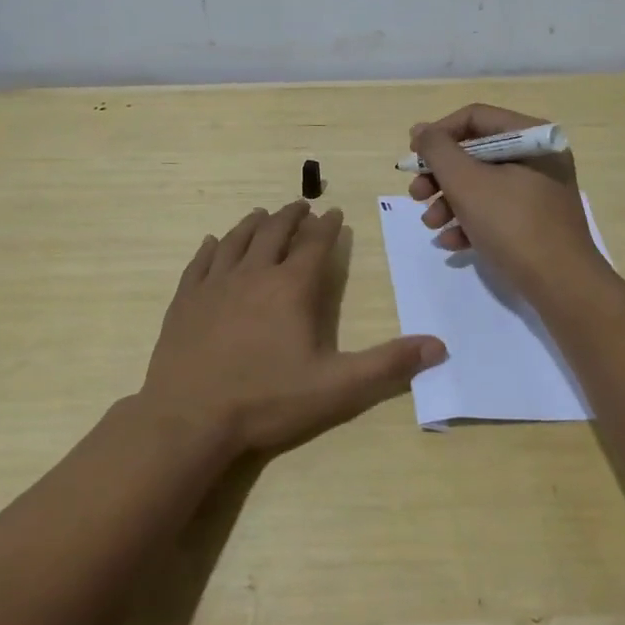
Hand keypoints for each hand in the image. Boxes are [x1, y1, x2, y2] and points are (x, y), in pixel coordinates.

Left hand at [138, 201, 444, 455]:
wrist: (189, 418)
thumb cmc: (266, 400)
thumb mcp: (337, 388)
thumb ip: (388, 364)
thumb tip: (438, 345)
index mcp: (291, 288)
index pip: (315, 245)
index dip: (327, 227)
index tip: (334, 213)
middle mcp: (253, 274)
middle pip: (275, 232)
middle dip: (291, 216)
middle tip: (302, 206)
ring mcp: (214, 285)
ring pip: (237, 240)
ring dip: (254, 224)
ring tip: (263, 213)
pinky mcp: (186, 300)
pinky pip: (201, 262)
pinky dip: (212, 247)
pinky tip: (214, 242)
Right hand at [408, 104, 606, 298]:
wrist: (562, 285)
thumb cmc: (513, 224)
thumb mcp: (467, 182)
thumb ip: (438, 151)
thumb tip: (420, 131)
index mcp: (530, 136)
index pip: (474, 118)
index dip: (438, 134)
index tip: (413, 157)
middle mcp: (537, 157)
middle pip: (475, 153)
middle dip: (440, 176)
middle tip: (416, 195)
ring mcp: (539, 191)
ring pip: (482, 184)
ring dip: (449, 202)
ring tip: (431, 225)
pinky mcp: (536, 221)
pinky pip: (496, 210)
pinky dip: (470, 222)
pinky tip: (451, 243)